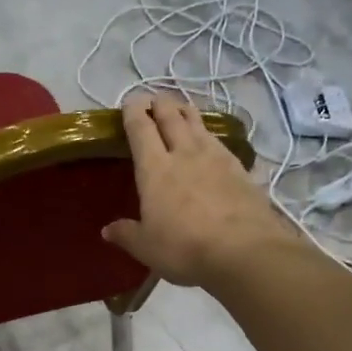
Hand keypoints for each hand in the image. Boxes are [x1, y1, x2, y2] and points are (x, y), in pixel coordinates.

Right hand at [103, 92, 291, 286]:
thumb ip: (127, 234)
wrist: (244, 250)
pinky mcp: (241, 169)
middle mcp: (185, 154)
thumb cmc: (184, 248)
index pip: (141, 130)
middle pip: (171, 118)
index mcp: (155, 169)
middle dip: (161, 105)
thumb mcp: (147, 247)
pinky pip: (220, 143)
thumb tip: (107, 230)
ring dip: (187, 113)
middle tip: (155, 99)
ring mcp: (217, 158)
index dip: (133, 113)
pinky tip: (212, 142)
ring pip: (198, 124)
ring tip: (182, 109)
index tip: (130, 102)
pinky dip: (210, 136)